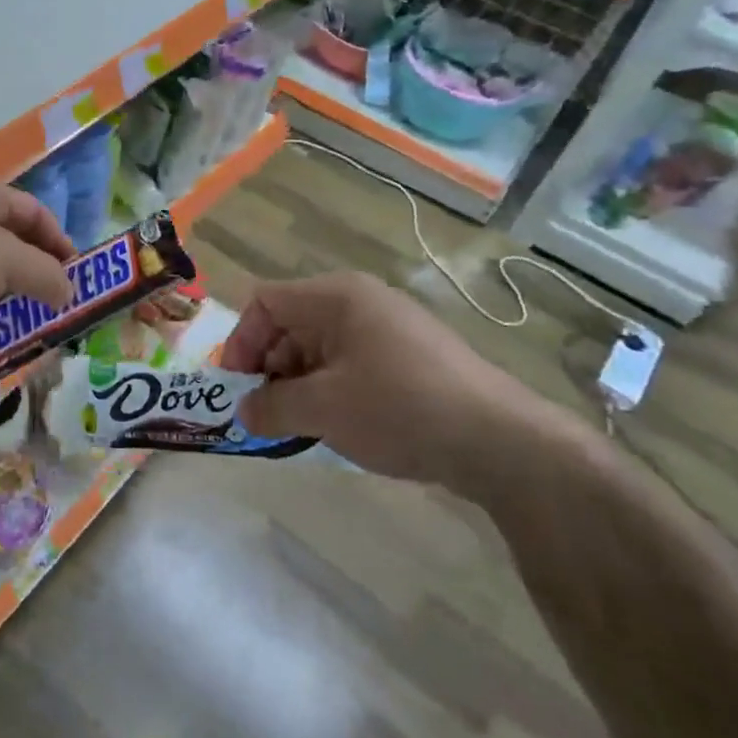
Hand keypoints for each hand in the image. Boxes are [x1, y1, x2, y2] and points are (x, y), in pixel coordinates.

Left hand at [0, 180, 74, 355]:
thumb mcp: (10, 263)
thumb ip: (47, 275)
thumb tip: (68, 292)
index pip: (34, 210)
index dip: (59, 239)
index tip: (75, 275)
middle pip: (7, 239)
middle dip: (32, 271)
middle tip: (50, 302)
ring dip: (3, 294)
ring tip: (21, 323)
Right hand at [219, 272, 546, 499]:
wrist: (501, 441)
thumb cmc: (399, 408)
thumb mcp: (322, 409)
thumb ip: (271, 407)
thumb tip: (242, 412)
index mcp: (335, 297)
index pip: (264, 303)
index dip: (241, 343)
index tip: (236, 389)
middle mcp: (360, 301)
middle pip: (290, 324)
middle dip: (269, 369)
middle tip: (264, 414)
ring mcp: (389, 328)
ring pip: (320, 348)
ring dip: (299, 385)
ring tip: (298, 427)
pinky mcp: (410, 357)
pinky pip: (350, 364)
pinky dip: (331, 391)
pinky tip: (337, 426)